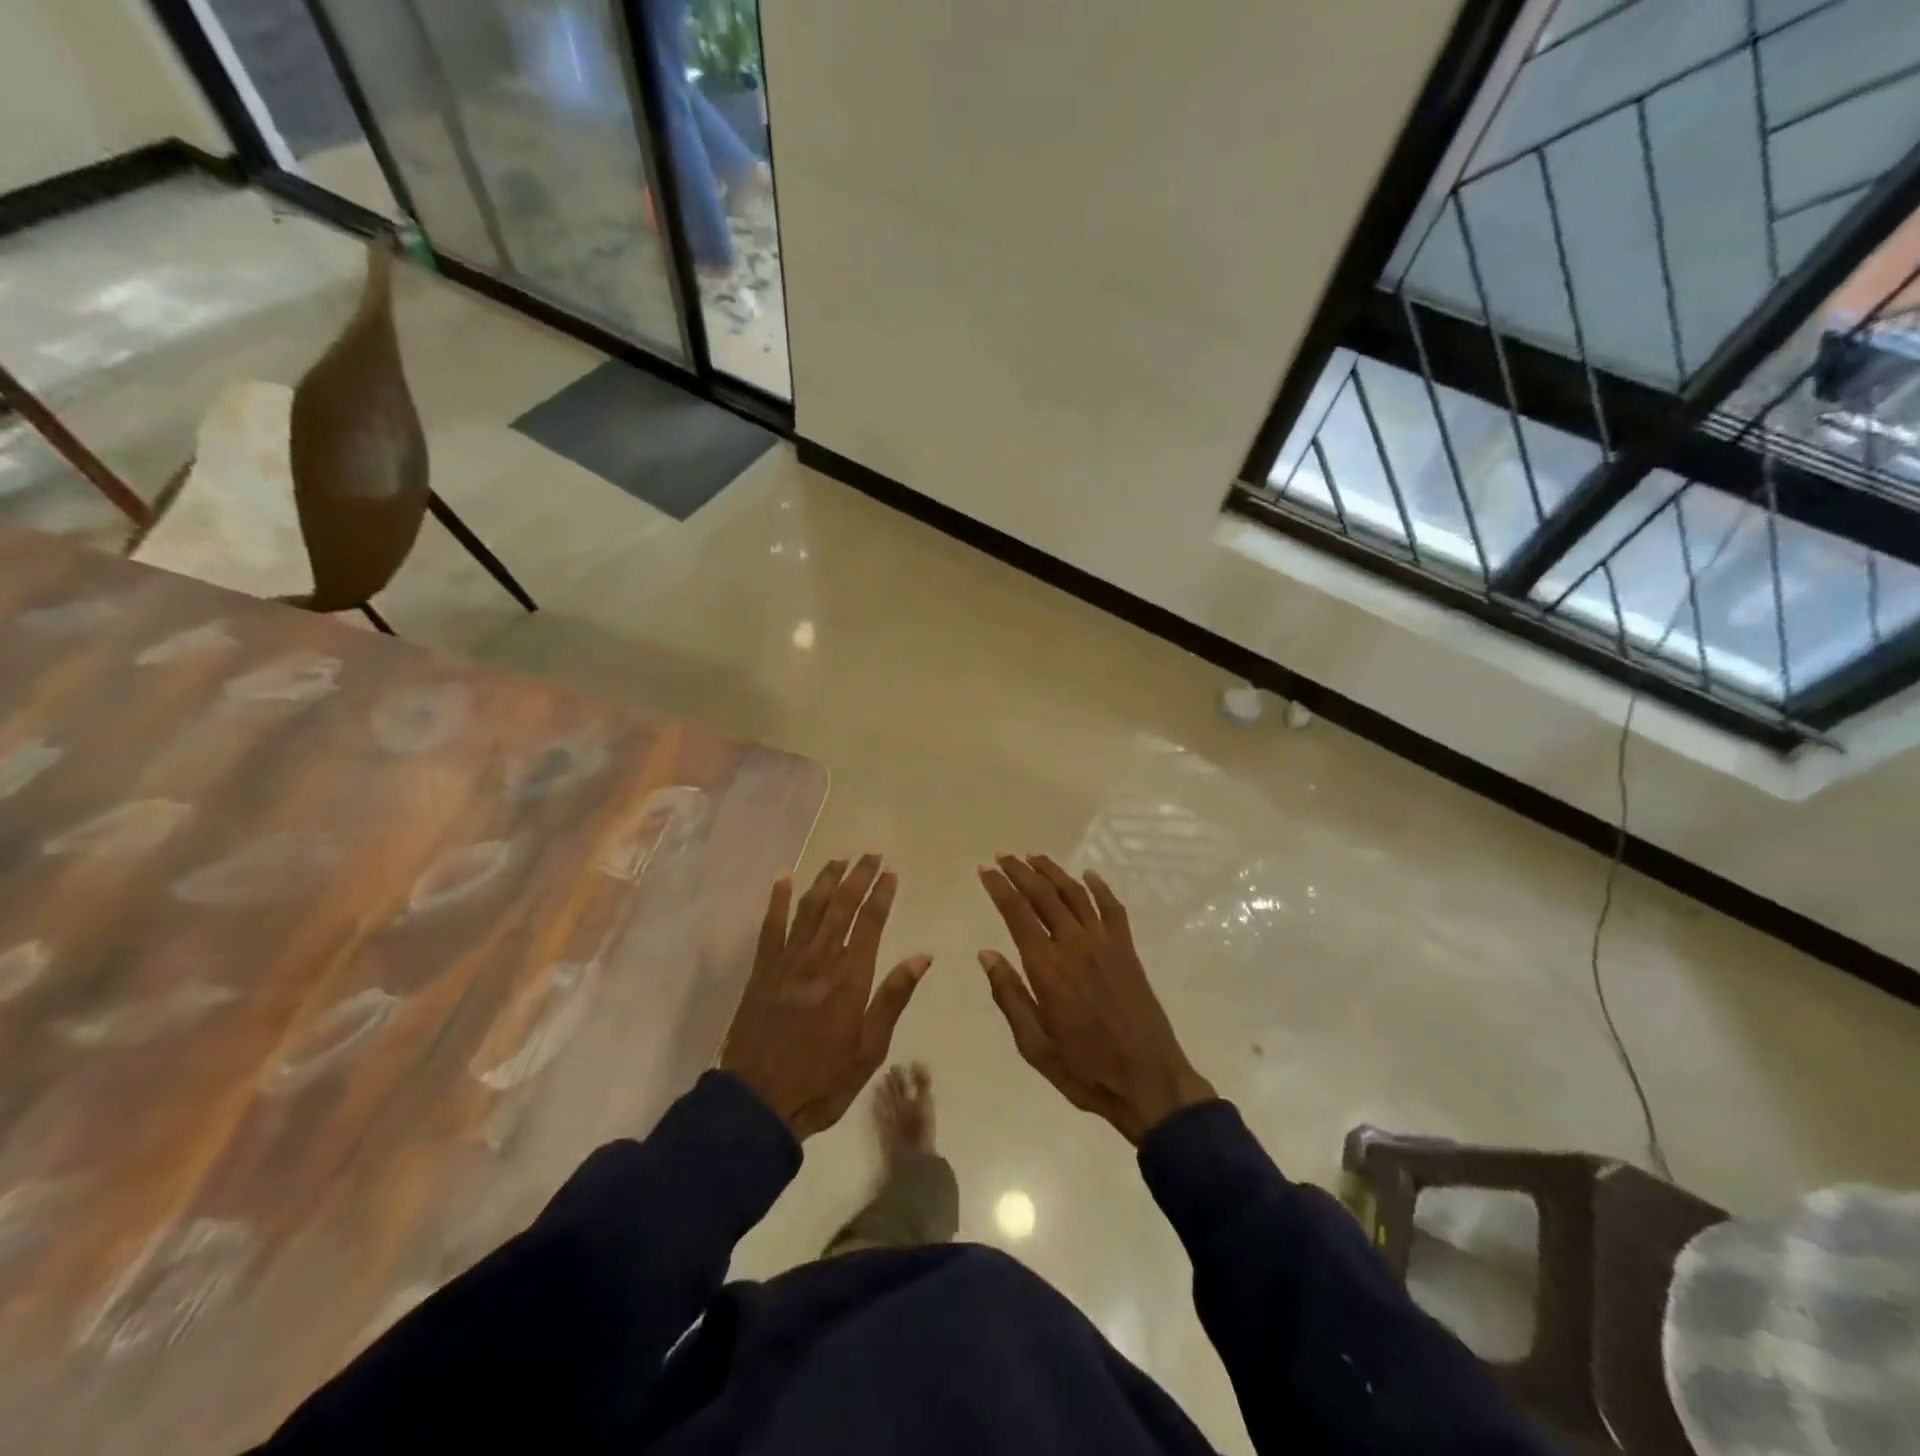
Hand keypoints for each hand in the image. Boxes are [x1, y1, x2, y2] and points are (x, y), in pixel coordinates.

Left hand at [720, 855, 930, 1139]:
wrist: (757, 1102)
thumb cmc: (823, 1080)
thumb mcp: (869, 1049)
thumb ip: (893, 998)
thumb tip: (922, 956)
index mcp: (850, 978)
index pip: (870, 923)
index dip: (881, 894)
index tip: (891, 871)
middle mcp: (819, 959)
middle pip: (842, 906)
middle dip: (858, 876)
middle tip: (871, 852)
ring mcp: (787, 962)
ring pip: (810, 908)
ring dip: (826, 879)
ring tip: (840, 859)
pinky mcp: (762, 970)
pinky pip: (771, 926)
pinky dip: (778, 900)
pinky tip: (784, 878)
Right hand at [978, 855, 1214, 1144]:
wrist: (1149, 1082)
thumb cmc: (1085, 1070)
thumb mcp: (1034, 1044)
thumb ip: (1009, 995)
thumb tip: (987, 954)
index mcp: (1046, 968)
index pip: (1017, 913)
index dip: (999, 887)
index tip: (985, 870)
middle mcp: (1074, 945)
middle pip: (1043, 895)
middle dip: (1020, 871)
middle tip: (1003, 857)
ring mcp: (1105, 944)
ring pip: (1075, 894)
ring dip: (1053, 872)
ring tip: (1034, 857)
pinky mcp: (1128, 950)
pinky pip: (1113, 908)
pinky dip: (1099, 887)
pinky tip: (1088, 875)